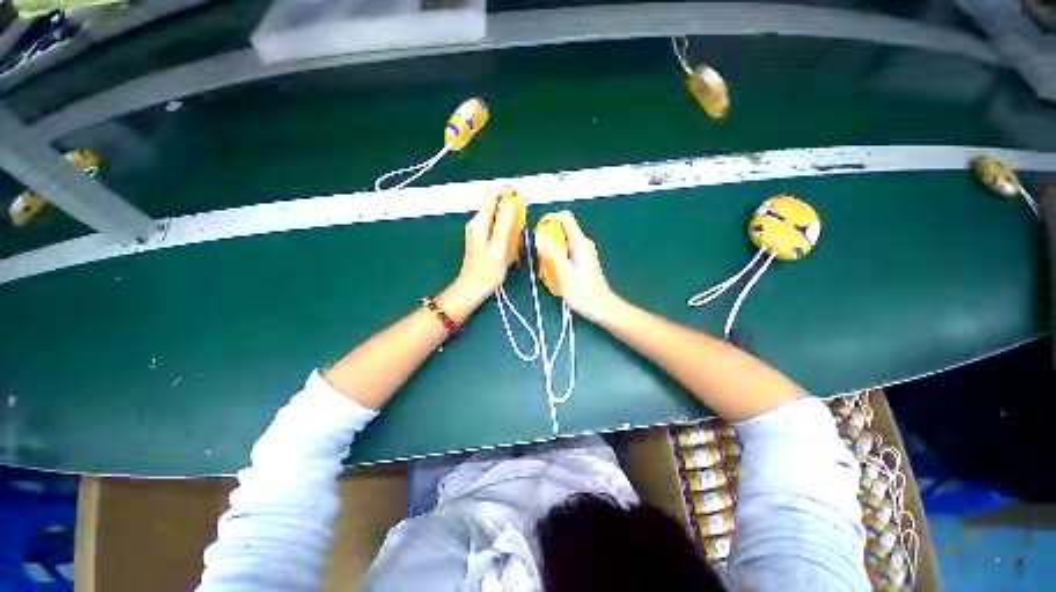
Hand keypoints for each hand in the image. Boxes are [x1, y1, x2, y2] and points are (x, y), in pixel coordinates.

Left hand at [456, 187, 520, 298]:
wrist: (473, 289)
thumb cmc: (487, 272)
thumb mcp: (499, 249)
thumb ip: (504, 224)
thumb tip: (510, 202)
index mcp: (479, 223)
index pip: (492, 195)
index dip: (508, 192)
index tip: (523, 198)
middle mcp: (477, 223)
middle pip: (495, 204)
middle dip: (511, 207)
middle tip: (523, 221)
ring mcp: (479, 230)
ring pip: (497, 215)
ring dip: (510, 220)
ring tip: (518, 235)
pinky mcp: (483, 238)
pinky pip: (496, 226)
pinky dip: (506, 229)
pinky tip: (511, 242)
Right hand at [534, 211, 621, 322]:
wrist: (601, 308)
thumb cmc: (583, 293)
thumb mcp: (564, 273)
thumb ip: (551, 253)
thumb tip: (537, 236)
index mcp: (580, 242)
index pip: (564, 217)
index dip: (548, 219)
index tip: (536, 233)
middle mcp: (582, 243)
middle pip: (561, 230)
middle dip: (546, 240)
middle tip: (538, 257)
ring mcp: (583, 252)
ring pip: (561, 242)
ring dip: (549, 252)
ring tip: (543, 270)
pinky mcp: (581, 260)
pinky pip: (565, 252)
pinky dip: (556, 259)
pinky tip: (552, 275)